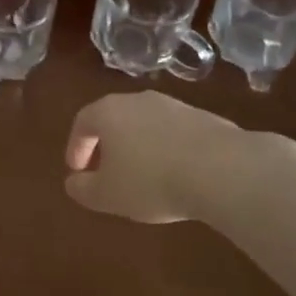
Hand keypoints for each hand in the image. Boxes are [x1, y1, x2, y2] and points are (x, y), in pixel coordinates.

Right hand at [64, 91, 253, 223]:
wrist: (222, 169)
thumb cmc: (152, 181)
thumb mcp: (108, 195)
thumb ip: (84, 189)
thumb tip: (73, 183)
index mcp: (109, 112)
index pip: (83, 122)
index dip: (76, 146)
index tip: (77, 171)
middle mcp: (139, 100)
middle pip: (114, 118)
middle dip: (107, 145)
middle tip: (106, 171)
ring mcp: (174, 106)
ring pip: (146, 124)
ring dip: (139, 146)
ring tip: (143, 175)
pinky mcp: (204, 118)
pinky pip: (174, 133)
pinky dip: (167, 149)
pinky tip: (176, 174)